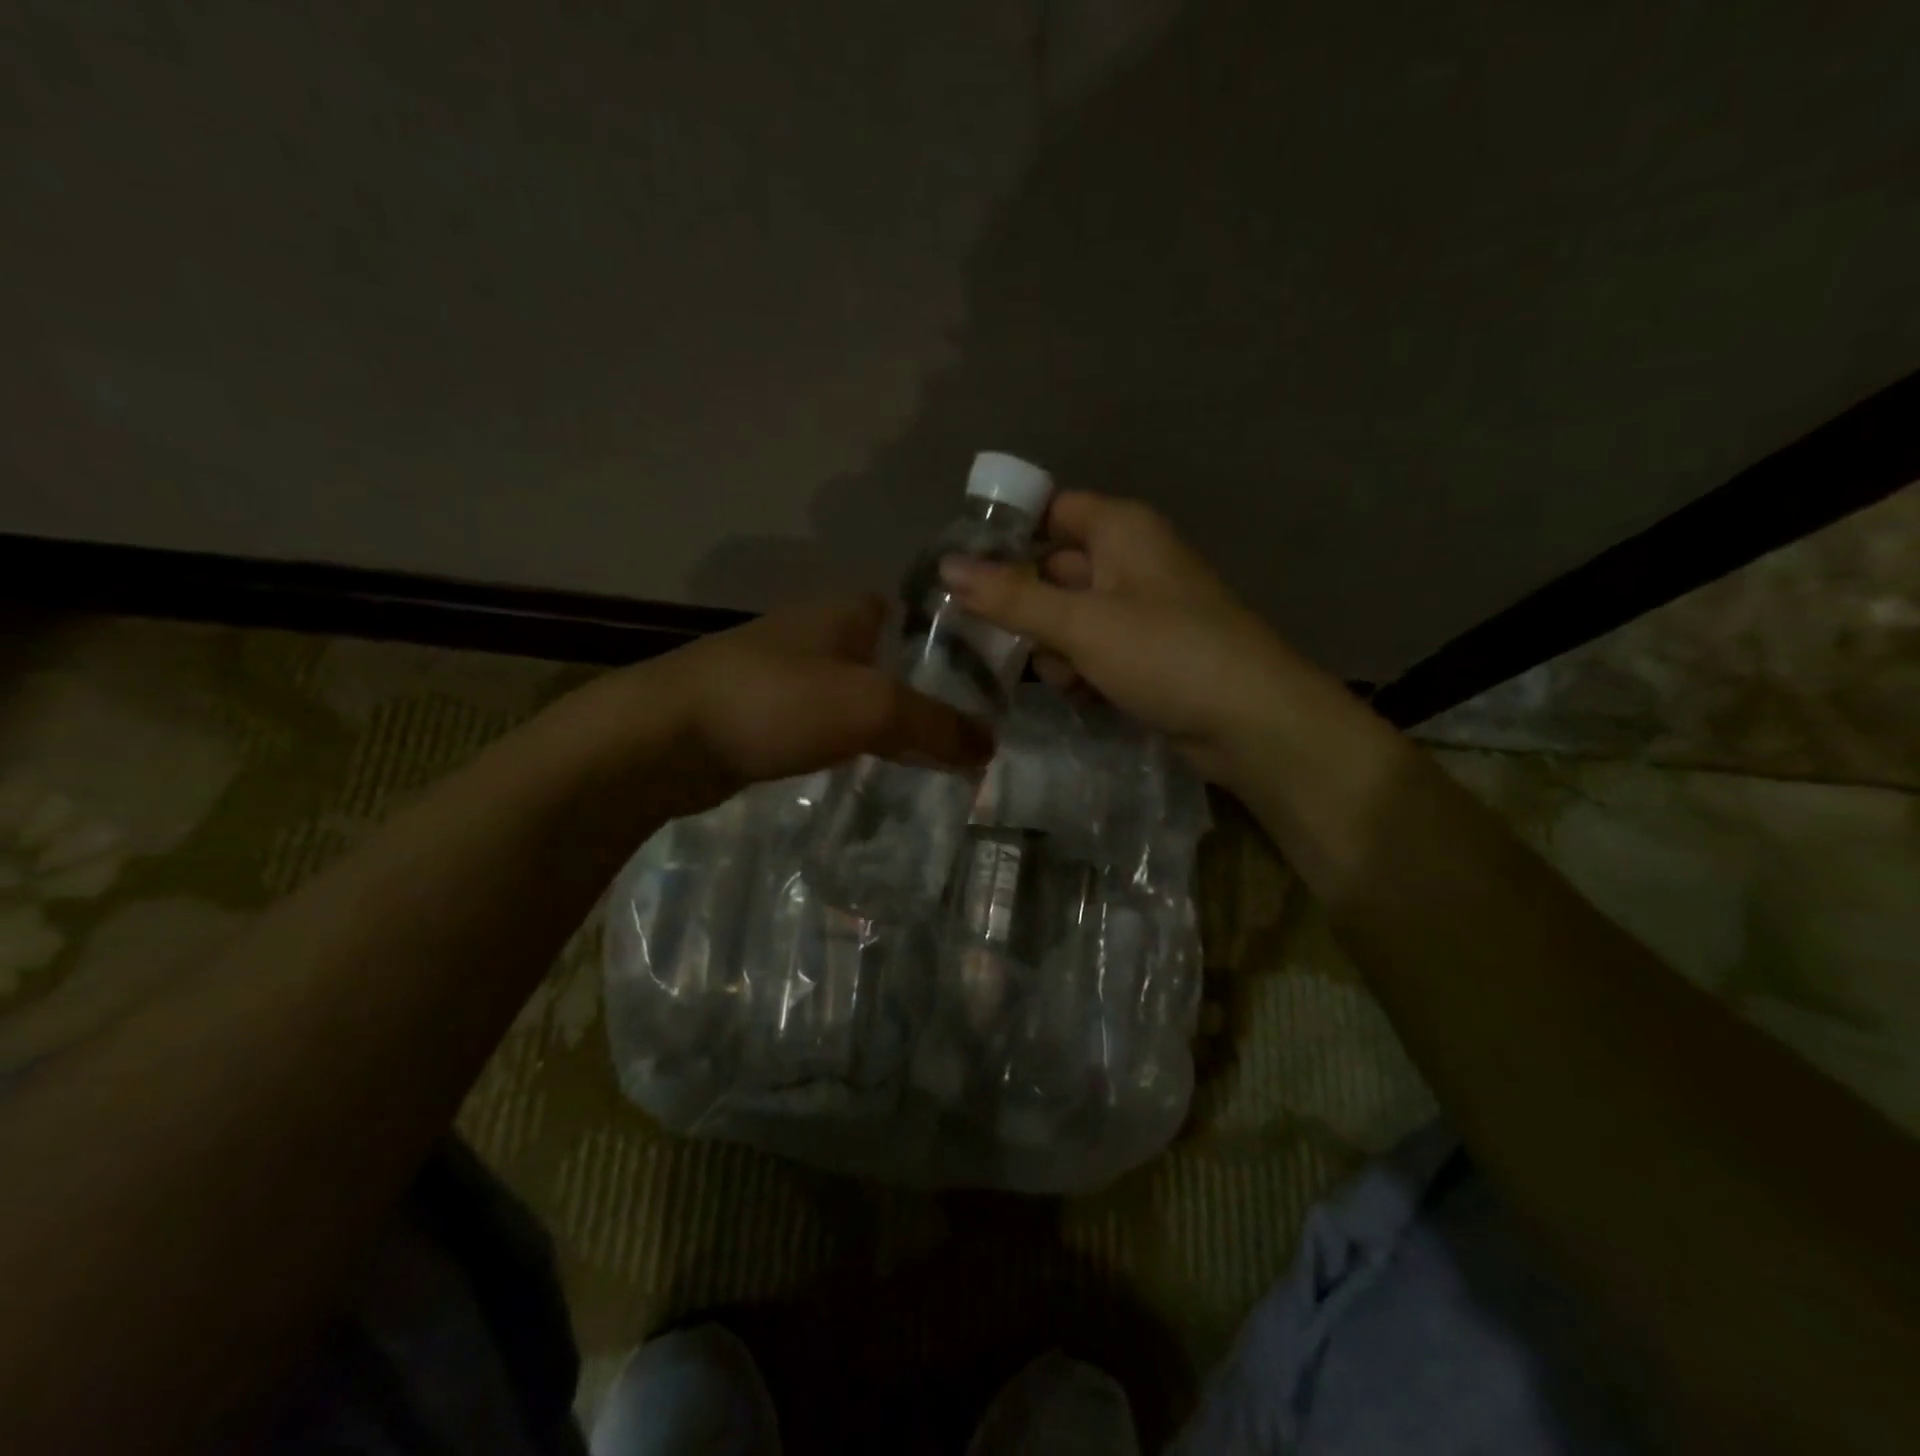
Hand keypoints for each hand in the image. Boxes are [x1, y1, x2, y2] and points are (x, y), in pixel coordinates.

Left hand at [639, 595, 994, 816]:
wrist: (664, 739)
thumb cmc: (775, 702)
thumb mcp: (871, 707)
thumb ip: (936, 725)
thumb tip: (990, 747)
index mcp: (843, 612)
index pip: (910, 613)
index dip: (946, 642)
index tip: (981, 682)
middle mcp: (813, 633)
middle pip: (884, 657)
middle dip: (919, 690)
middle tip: (962, 731)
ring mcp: (780, 674)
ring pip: (851, 693)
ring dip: (882, 720)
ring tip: (926, 758)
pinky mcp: (757, 715)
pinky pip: (819, 725)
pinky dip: (845, 743)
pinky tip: (863, 770)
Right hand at [938, 492, 1331, 784]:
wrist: (1251, 722)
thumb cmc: (1166, 653)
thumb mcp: (1081, 623)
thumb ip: (1012, 596)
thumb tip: (946, 567)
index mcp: (1121, 530)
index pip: (1050, 511)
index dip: (1007, 533)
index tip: (959, 568)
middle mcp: (1129, 561)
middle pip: (1053, 569)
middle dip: (1020, 604)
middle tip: (972, 634)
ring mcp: (1138, 610)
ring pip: (1067, 616)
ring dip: (1050, 645)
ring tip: (1055, 674)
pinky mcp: (1144, 654)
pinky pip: (1092, 650)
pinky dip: (1078, 669)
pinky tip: (1079, 693)